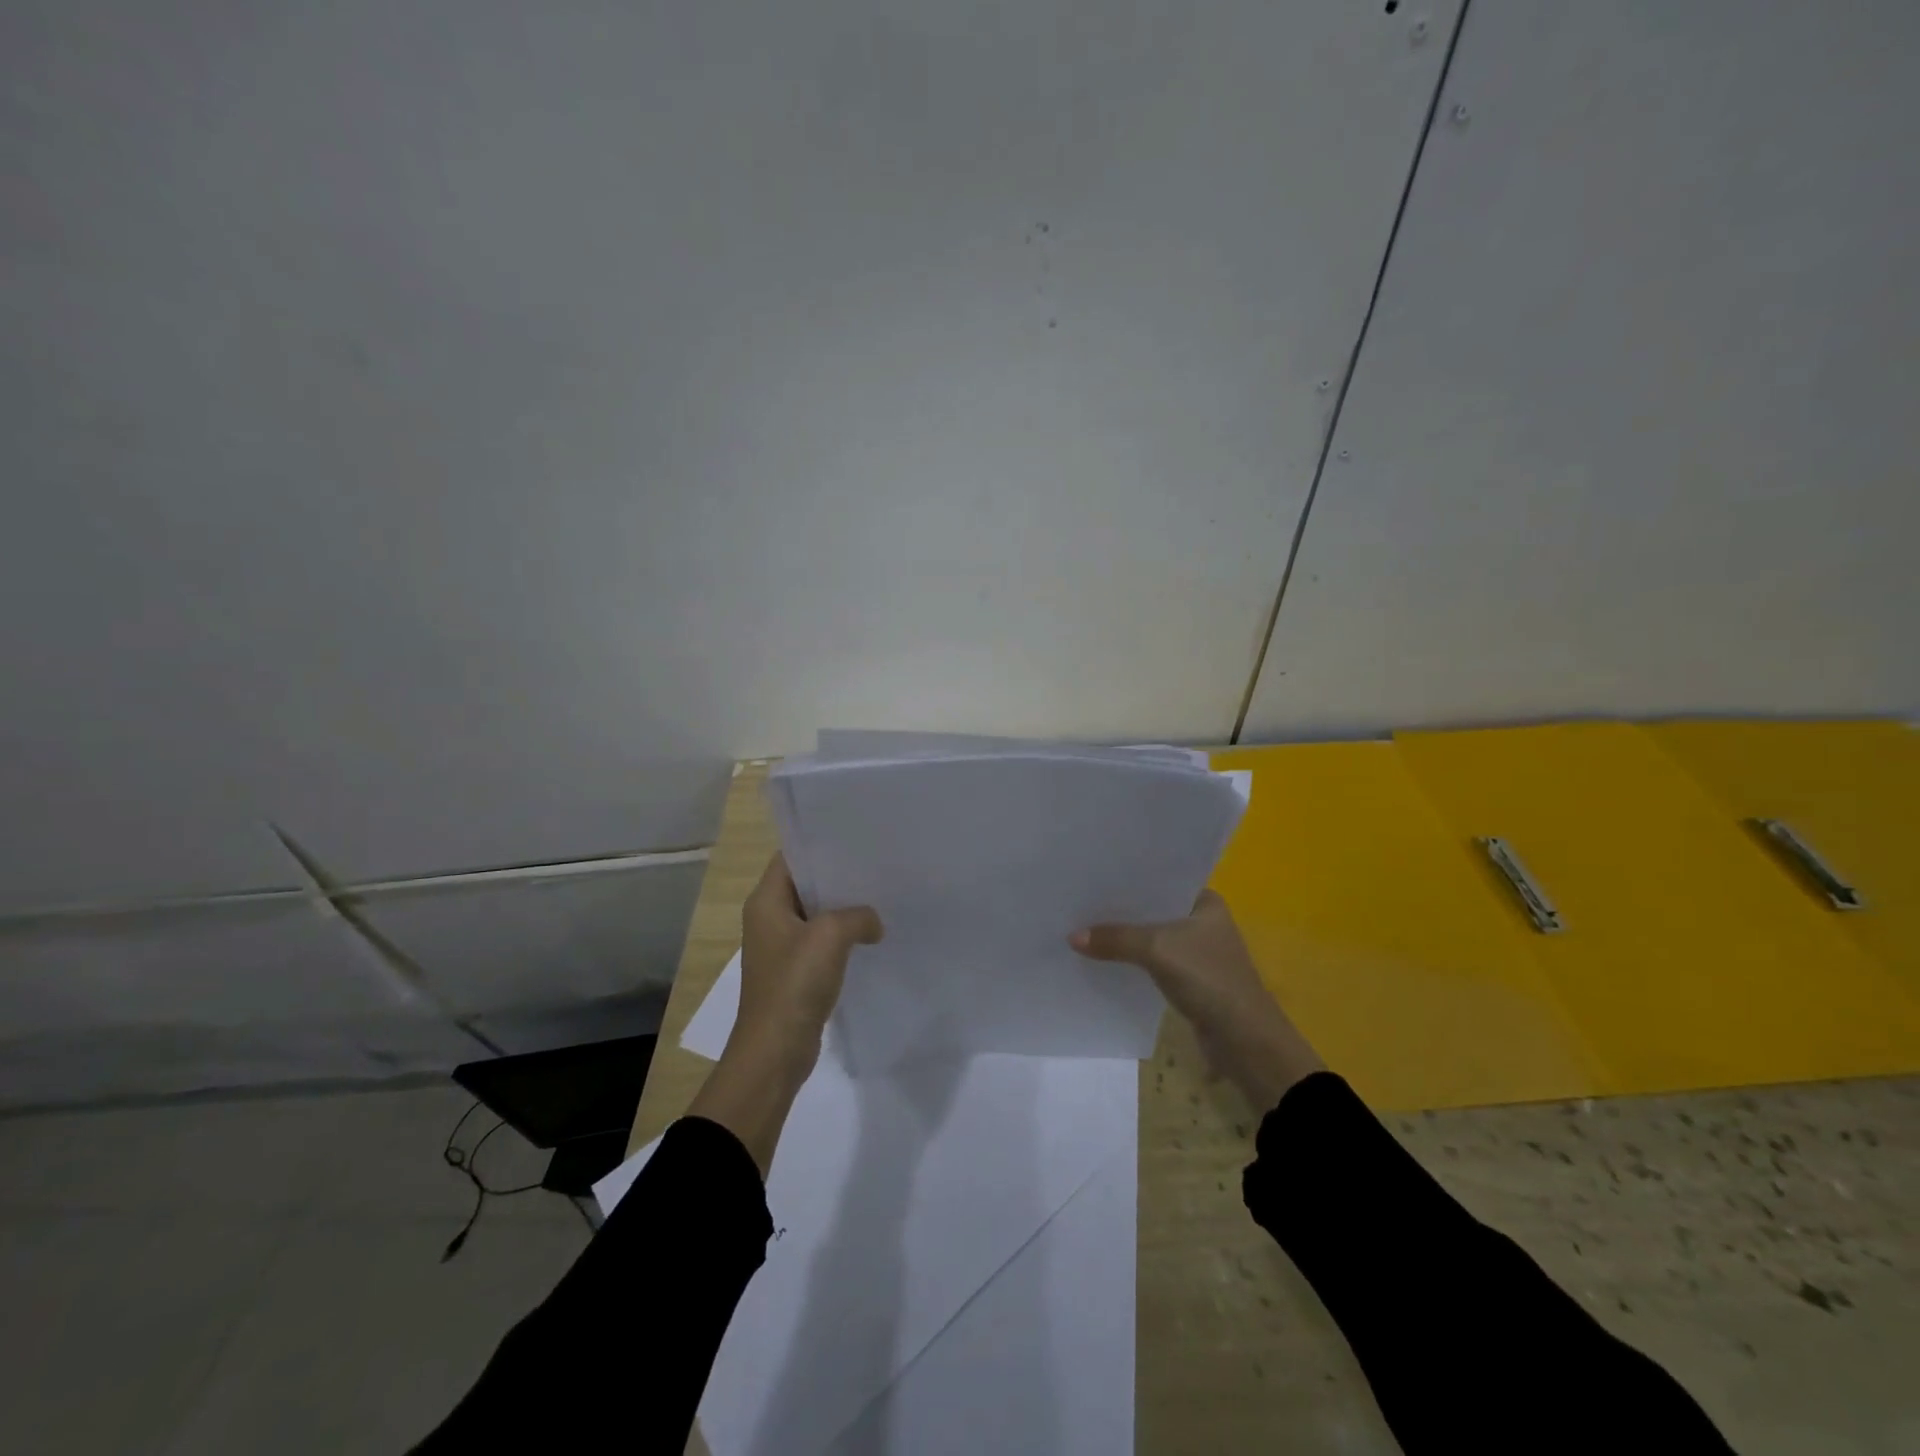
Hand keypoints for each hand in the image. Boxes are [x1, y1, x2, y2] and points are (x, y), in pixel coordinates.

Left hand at [688, 855, 882, 1177]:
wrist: (774, 1052)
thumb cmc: (794, 985)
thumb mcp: (830, 936)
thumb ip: (857, 916)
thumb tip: (873, 922)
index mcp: (766, 901)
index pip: (792, 856)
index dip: (821, 843)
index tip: (857, 836)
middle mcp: (769, 917)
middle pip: (807, 884)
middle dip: (840, 875)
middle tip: (878, 863)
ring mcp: (782, 946)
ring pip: (817, 914)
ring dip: (844, 908)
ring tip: (882, 895)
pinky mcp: (796, 971)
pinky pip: (822, 942)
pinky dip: (844, 936)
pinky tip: (872, 934)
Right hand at [1071, 890, 1323, 1112]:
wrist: (1244, 1040)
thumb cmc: (1208, 978)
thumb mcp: (1157, 950)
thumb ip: (1116, 939)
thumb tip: (1072, 937)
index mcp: (1206, 902)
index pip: (1161, 880)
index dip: (1129, 878)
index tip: (1095, 875)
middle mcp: (1203, 921)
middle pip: (1153, 909)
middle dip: (1122, 909)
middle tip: (1081, 900)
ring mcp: (1197, 952)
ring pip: (1152, 937)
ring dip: (1126, 937)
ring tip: (1085, 926)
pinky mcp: (1190, 979)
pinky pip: (1153, 961)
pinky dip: (1132, 960)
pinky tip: (1105, 958)